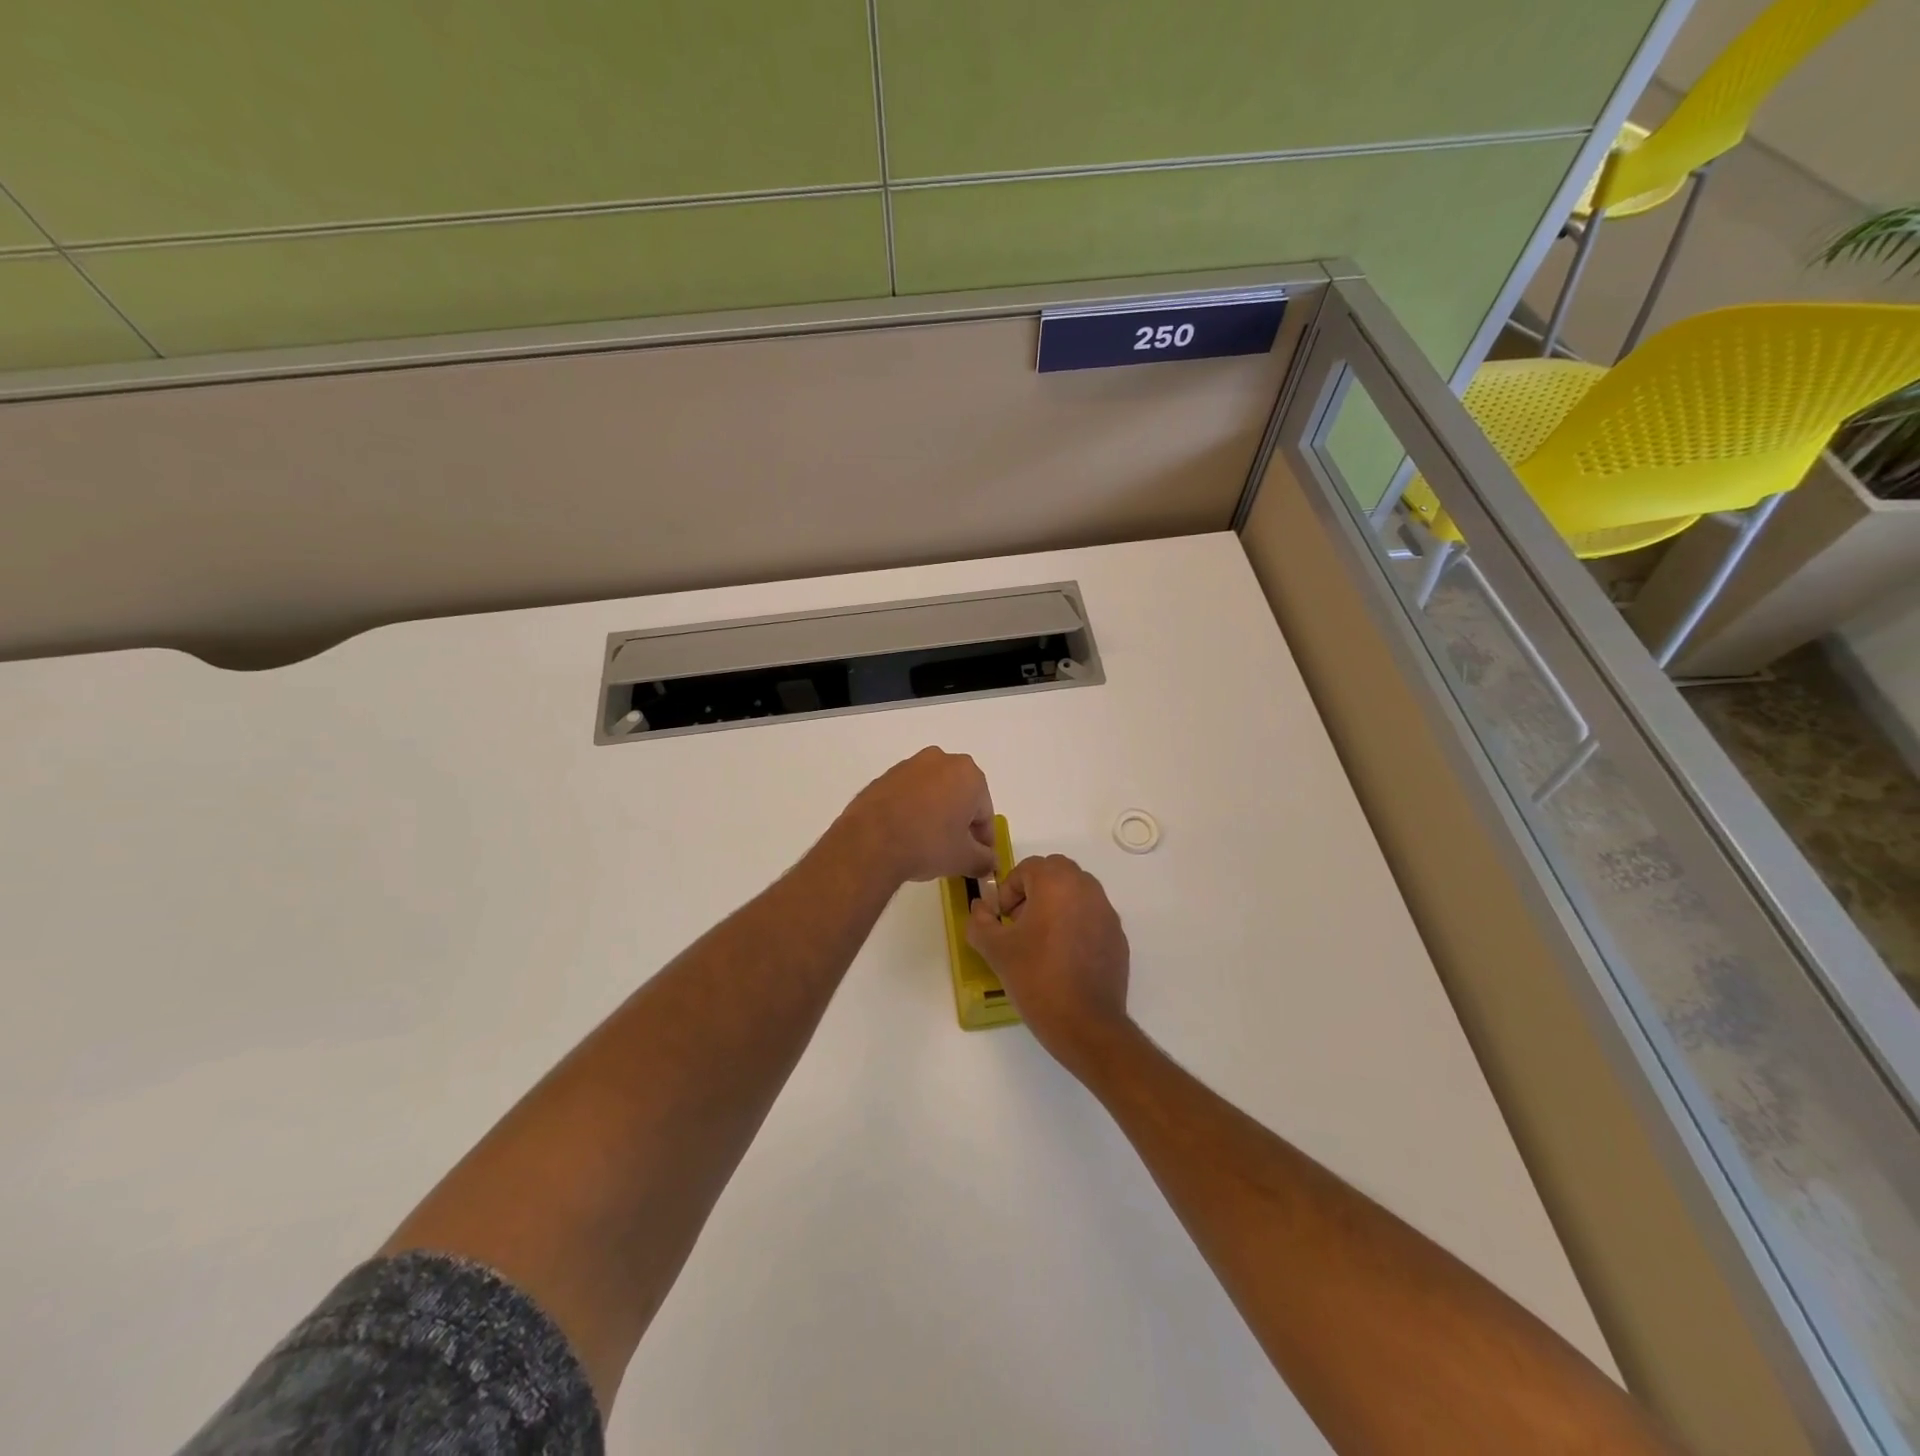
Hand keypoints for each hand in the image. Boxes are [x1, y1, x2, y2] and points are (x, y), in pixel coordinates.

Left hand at [840, 748, 996, 884]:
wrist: (871, 841)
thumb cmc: (928, 844)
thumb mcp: (964, 859)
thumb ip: (984, 860)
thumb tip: (989, 864)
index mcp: (968, 774)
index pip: (984, 812)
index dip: (983, 839)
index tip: (978, 858)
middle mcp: (941, 760)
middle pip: (960, 797)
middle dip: (959, 822)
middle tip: (954, 851)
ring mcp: (909, 766)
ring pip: (933, 793)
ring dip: (935, 814)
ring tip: (926, 844)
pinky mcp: (885, 776)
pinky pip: (908, 795)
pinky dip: (912, 811)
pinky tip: (905, 835)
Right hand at [966, 855, 1131, 1072]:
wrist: (1086, 1024)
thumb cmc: (1037, 978)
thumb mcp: (996, 950)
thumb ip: (980, 922)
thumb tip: (980, 908)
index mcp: (1057, 883)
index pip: (1028, 867)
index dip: (1009, 890)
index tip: (1002, 919)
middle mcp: (1086, 888)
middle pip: (1056, 872)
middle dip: (1034, 890)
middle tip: (1019, 922)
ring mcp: (1107, 912)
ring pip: (1076, 892)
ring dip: (1056, 905)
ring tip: (1040, 941)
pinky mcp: (1118, 936)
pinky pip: (1092, 916)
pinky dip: (1076, 924)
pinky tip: (1064, 958)